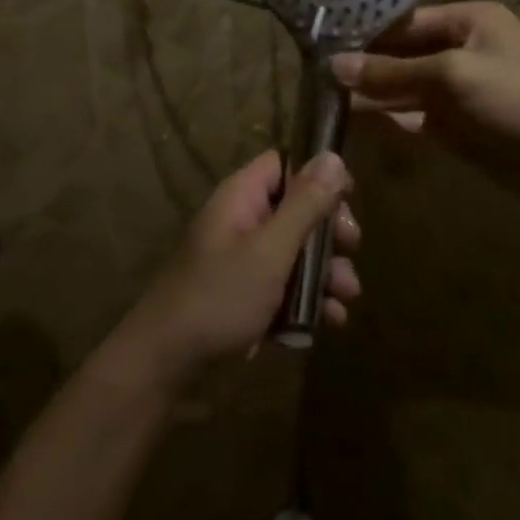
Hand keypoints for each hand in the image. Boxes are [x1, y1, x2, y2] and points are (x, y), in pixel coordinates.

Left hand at [117, 150, 359, 383]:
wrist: (168, 362)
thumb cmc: (220, 296)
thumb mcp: (270, 249)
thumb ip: (304, 205)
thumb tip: (332, 156)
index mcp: (241, 198)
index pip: (283, 164)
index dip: (316, 174)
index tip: (348, 196)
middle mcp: (243, 222)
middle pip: (296, 209)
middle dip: (329, 231)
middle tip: (352, 246)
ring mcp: (244, 261)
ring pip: (297, 253)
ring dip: (326, 272)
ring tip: (347, 296)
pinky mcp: (247, 297)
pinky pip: (286, 287)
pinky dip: (309, 300)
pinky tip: (330, 320)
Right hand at [333, 1, 519, 214]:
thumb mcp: (454, 76)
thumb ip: (393, 71)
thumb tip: (335, 66)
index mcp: (466, 21)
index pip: (403, 21)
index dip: (364, 34)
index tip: (319, 45)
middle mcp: (459, 49)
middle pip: (399, 55)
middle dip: (362, 66)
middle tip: (313, 77)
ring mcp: (456, 90)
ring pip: (402, 88)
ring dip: (370, 95)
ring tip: (323, 100)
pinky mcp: (455, 126)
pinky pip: (411, 117)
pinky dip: (386, 120)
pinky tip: (353, 123)